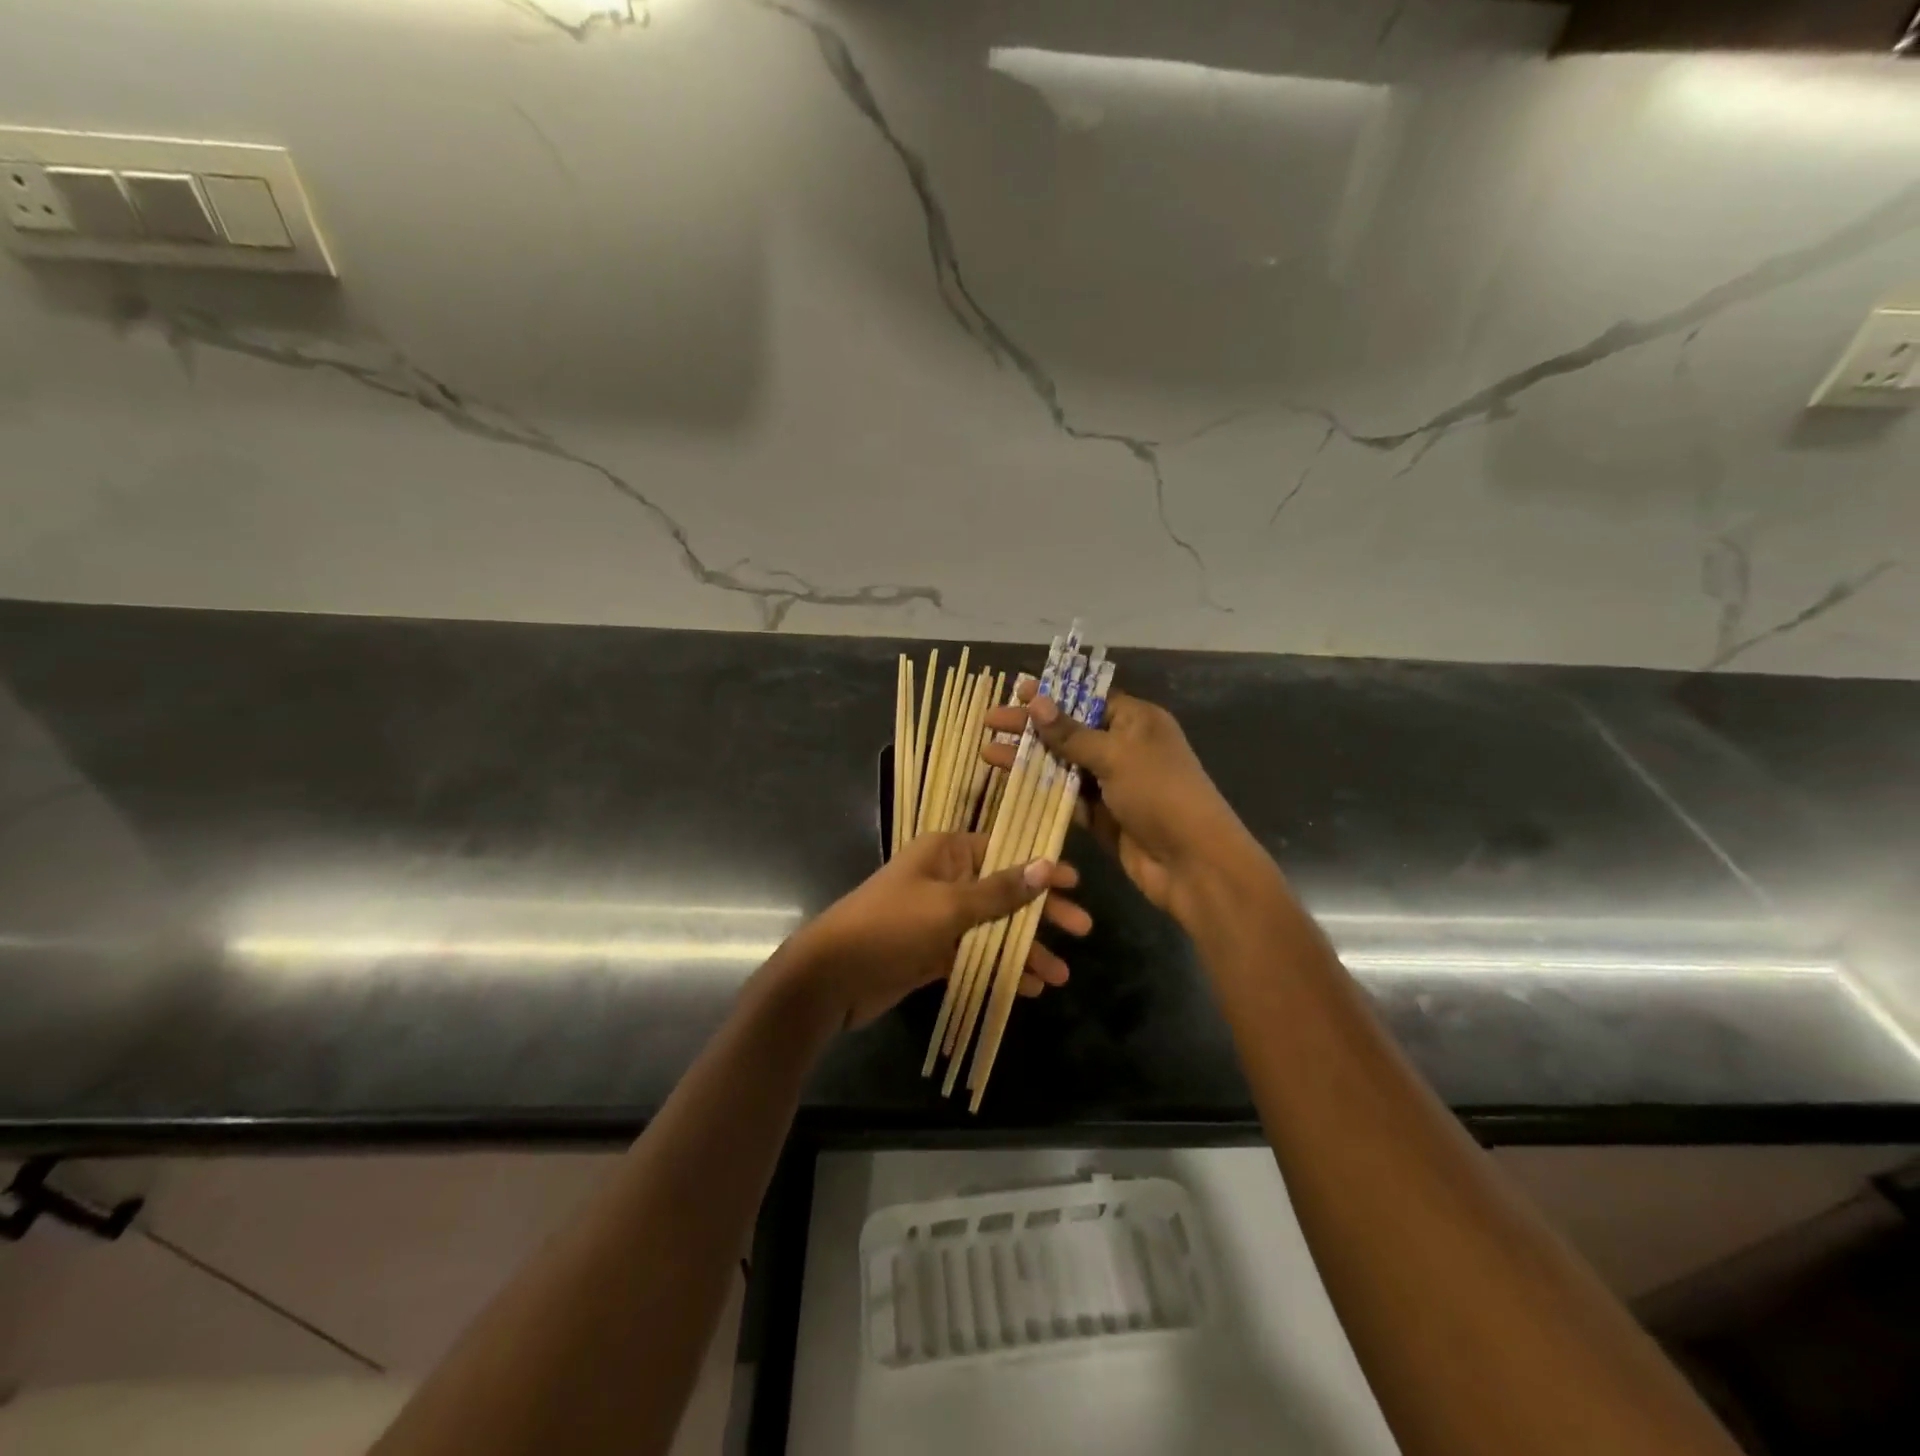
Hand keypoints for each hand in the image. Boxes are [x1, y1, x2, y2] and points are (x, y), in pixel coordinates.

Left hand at [779, 832, 1090, 1030]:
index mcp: (947, 852)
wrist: (831, 976)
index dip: (1041, 867)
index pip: (1006, 851)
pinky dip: (1000, 967)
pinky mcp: (934, 951)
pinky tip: (1029, 986)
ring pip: (994, 927)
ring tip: (1060, 975)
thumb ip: (1000, 891)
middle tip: (1083, 929)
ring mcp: (940, 917)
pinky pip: (977, 954)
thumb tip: (1046, 864)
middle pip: (1005, 890)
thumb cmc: (891, 926)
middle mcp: (946, 878)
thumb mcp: (950, 906)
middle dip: (1042, 912)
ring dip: (1026, 948)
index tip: (1076, 883)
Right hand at [982, 686, 1261, 929]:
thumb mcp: (1115, 756)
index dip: (1052, 695)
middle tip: (990, 721)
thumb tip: (1036, 700)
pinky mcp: (1102, 816)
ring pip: (1063, 765)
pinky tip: (1010, 783)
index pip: (1088, 699)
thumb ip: (1071, 733)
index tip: (1016, 691)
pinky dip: (1040, 790)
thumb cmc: (1160, 794)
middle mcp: (1124, 747)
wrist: (1192, 863)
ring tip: (987, 752)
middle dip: (1031, 727)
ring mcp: (1112, 783)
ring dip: (1029, 759)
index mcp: (1136, 721)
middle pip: (1070, 730)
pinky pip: (1066, 797)